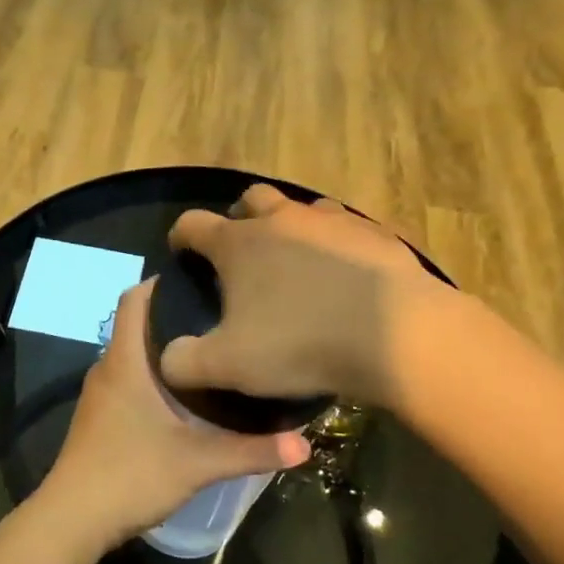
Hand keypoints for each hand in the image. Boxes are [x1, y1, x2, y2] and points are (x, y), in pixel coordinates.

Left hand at [42, 281, 311, 551]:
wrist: (72, 520)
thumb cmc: (131, 475)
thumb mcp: (198, 463)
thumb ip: (251, 451)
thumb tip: (305, 445)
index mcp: (124, 362)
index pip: (133, 300)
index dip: (160, 283)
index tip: (199, 279)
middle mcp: (107, 369)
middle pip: (136, 326)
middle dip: (173, 317)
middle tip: (220, 318)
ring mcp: (99, 395)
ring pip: (132, 357)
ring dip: (163, 350)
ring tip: (210, 353)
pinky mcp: (99, 419)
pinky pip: (127, 381)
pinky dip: (152, 377)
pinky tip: (183, 397)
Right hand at [160, 184, 437, 408]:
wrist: (396, 335)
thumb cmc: (300, 344)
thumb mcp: (228, 365)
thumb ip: (185, 362)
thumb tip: (168, 359)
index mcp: (239, 244)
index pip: (193, 224)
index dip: (181, 236)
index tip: (181, 251)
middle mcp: (283, 220)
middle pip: (251, 198)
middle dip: (239, 216)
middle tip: (241, 249)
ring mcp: (333, 221)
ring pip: (303, 207)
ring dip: (291, 225)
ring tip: (295, 259)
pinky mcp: (375, 234)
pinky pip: (348, 228)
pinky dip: (337, 243)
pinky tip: (345, 272)